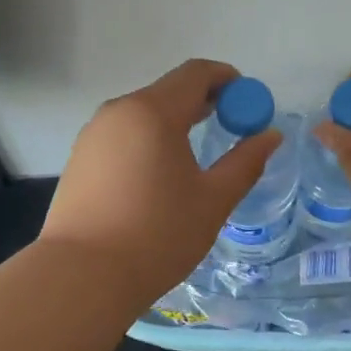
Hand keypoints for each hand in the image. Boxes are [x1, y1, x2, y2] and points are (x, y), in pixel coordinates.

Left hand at [39, 59, 281, 305]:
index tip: (248, 103)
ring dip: (174, 121)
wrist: (81, 277)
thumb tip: (270, 135)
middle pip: (168, 90)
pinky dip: (148, 139)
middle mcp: (119, 111)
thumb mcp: (213, 200)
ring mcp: (94, 133)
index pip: (196, 73)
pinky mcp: (80, 157)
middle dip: (203, 101)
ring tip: (195, 154)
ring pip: (143, 112)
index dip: (227, 80)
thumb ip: (245, 162)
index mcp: (153, 111)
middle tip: (230, 127)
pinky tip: (157, 175)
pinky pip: (123, 134)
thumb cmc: (156, 235)